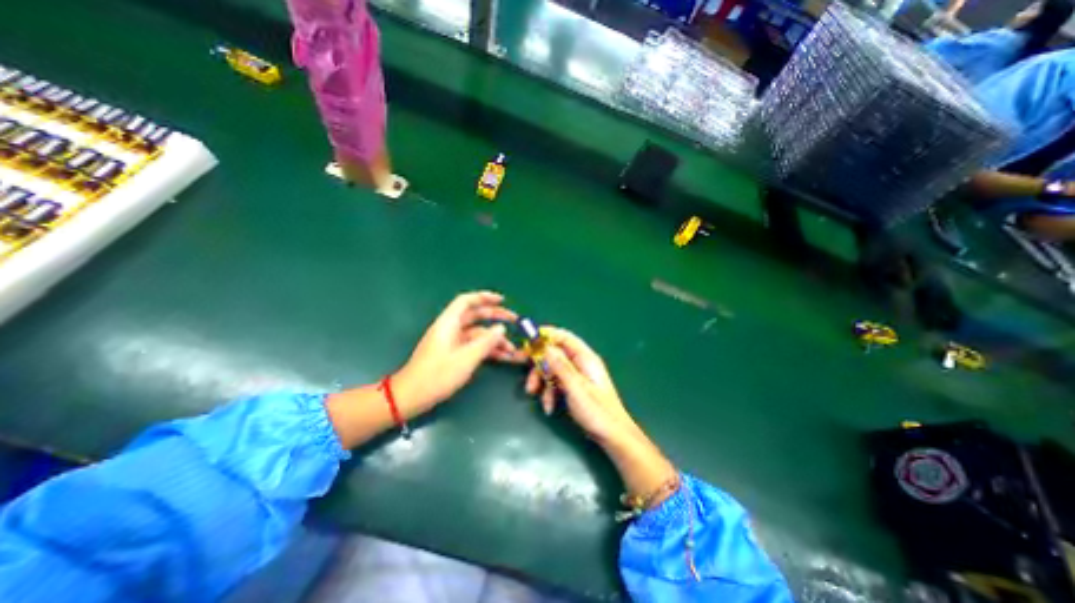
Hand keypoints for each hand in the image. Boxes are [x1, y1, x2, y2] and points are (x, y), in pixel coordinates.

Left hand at [396, 290, 528, 415]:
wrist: (411, 397)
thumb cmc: (437, 375)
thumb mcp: (466, 358)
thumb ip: (486, 342)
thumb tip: (501, 328)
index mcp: (449, 323)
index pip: (467, 301)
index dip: (485, 297)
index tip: (502, 300)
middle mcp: (451, 329)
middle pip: (475, 316)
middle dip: (496, 317)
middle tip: (515, 321)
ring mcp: (452, 342)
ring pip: (478, 334)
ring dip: (495, 339)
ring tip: (513, 349)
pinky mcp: (453, 354)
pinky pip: (474, 346)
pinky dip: (488, 349)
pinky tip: (503, 357)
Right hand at [526, 327, 639, 445]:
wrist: (612, 435)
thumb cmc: (597, 411)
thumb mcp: (575, 387)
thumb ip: (560, 366)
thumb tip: (546, 347)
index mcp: (585, 358)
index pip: (564, 337)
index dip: (547, 334)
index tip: (529, 338)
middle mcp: (580, 363)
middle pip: (554, 354)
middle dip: (538, 363)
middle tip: (521, 364)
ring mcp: (577, 376)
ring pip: (552, 369)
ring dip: (542, 380)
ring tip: (533, 393)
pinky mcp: (574, 388)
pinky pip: (556, 383)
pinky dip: (549, 392)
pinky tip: (548, 406)